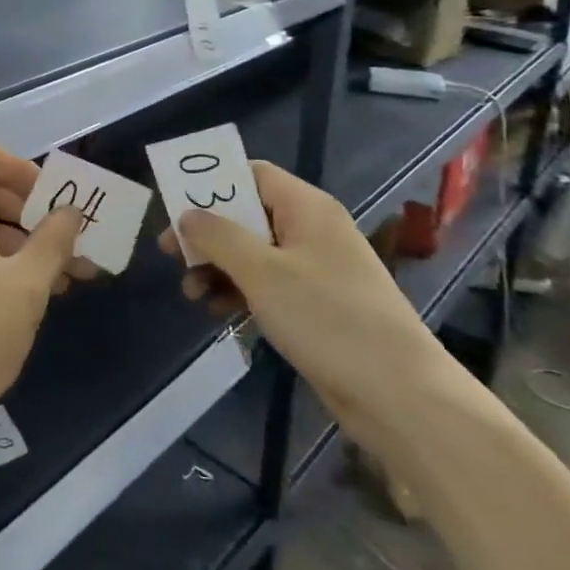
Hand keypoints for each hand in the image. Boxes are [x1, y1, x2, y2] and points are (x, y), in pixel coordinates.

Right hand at [160, 162, 447, 452]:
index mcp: (307, 208)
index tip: (176, 207)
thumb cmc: (327, 319)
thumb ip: (219, 237)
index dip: (212, 184)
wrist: (398, 394)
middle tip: (171, 255)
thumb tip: (187, 214)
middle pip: (248, 215)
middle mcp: (312, 230)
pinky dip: (240, 292)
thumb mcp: (262, 273)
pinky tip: (217, 312)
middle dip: (208, 234)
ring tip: (190, 293)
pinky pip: (268, 285)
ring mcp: (317, 269)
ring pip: (254, 253)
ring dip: (219, 267)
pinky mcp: (317, 305)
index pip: (252, 174)